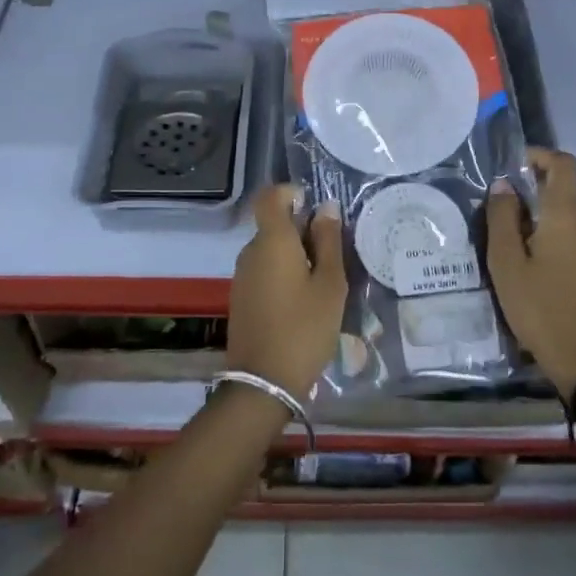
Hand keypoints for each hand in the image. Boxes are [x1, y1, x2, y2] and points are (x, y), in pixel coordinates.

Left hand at [227, 185, 346, 401]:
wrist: (264, 382)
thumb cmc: (305, 328)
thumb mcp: (330, 284)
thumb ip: (329, 242)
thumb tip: (326, 207)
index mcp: (272, 241)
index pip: (270, 196)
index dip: (290, 193)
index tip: (314, 206)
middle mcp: (251, 251)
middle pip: (274, 225)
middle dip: (303, 230)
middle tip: (334, 256)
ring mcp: (242, 276)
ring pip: (271, 250)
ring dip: (295, 255)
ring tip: (324, 283)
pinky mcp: (241, 297)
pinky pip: (264, 270)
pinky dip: (284, 274)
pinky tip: (304, 301)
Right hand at [487, 148, 575, 397]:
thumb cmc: (541, 308)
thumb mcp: (507, 263)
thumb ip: (502, 218)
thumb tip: (503, 185)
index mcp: (567, 214)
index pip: (563, 163)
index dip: (539, 155)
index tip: (512, 168)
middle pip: (560, 191)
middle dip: (529, 195)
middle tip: (496, 218)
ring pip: (565, 216)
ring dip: (538, 220)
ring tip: (509, 248)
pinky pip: (574, 237)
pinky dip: (552, 239)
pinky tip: (531, 268)